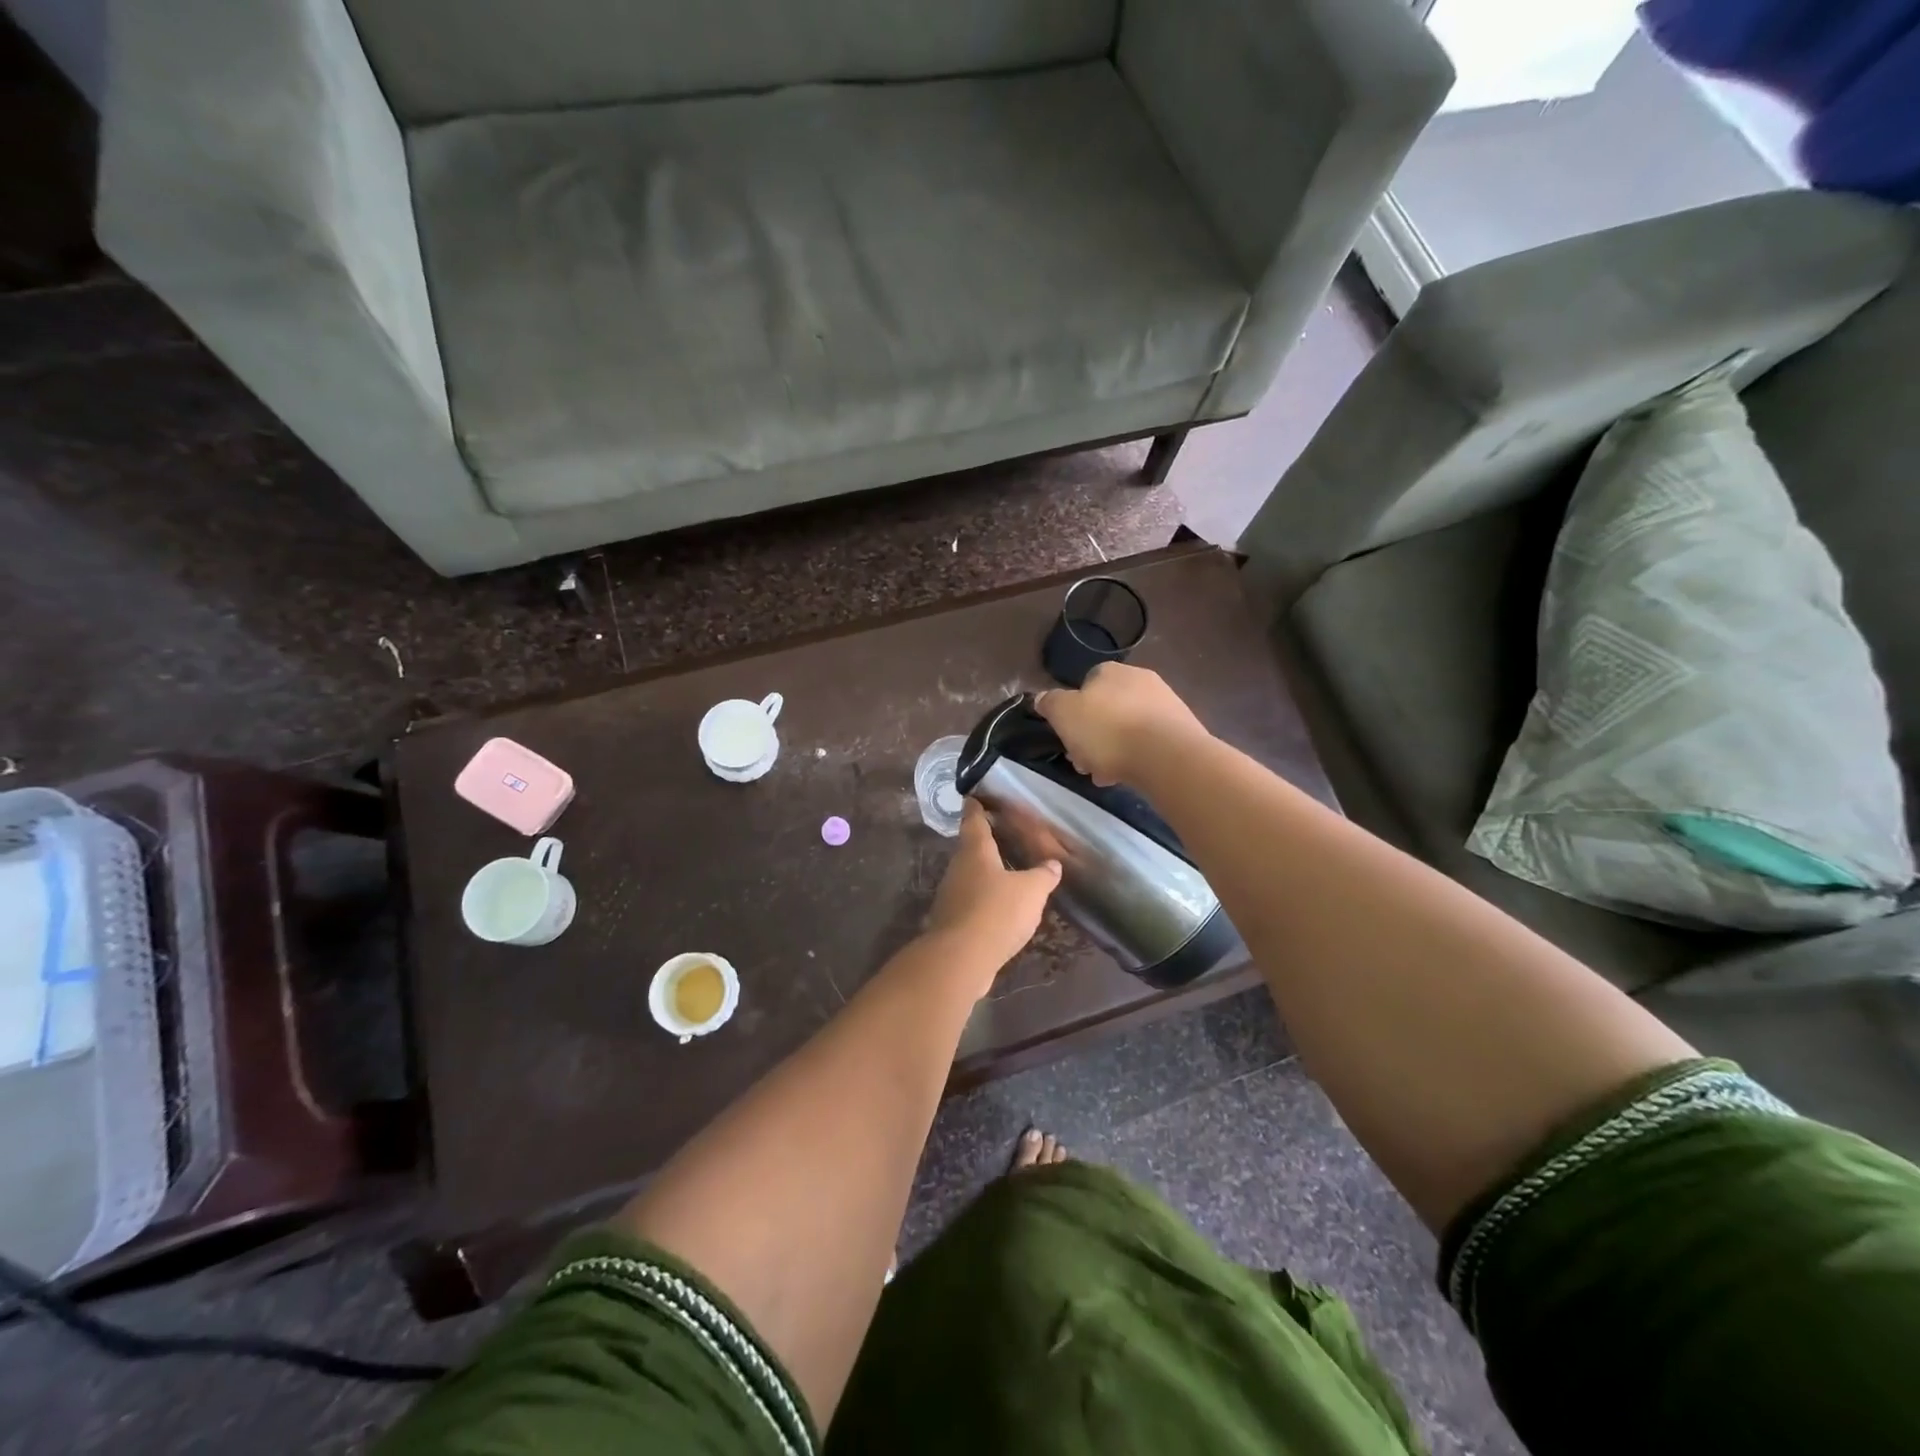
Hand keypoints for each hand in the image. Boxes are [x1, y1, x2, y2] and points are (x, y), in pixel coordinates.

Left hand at [924, 801, 1061, 979]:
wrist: (961, 959)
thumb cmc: (995, 912)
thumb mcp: (1031, 891)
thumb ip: (1043, 875)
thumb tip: (1053, 864)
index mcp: (975, 851)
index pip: (973, 820)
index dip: (976, 807)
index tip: (975, 796)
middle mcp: (958, 868)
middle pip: (970, 849)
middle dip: (985, 843)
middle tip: (1004, 836)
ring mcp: (951, 896)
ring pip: (970, 877)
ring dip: (986, 874)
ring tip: (1008, 873)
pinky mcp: (952, 922)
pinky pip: (971, 903)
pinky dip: (985, 901)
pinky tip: (1001, 910)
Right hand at [1034, 663, 1208, 785]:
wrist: (1166, 755)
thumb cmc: (1107, 730)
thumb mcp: (1063, 714)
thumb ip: (1050, 703)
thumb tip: (1042, 697)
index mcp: (1110, 671)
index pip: (1086, 684)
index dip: (1073, 711)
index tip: (1068, 735)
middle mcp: (1141, 680)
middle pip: (1107, 709)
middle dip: (1093, 735)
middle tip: (1084, 761)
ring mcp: (1165, 704)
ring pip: (1128, 728)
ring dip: (1113, 749)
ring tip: (1105, 775)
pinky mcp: (1182, 730)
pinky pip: (1149, 742)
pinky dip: (1137, 757)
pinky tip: (1128, 775)